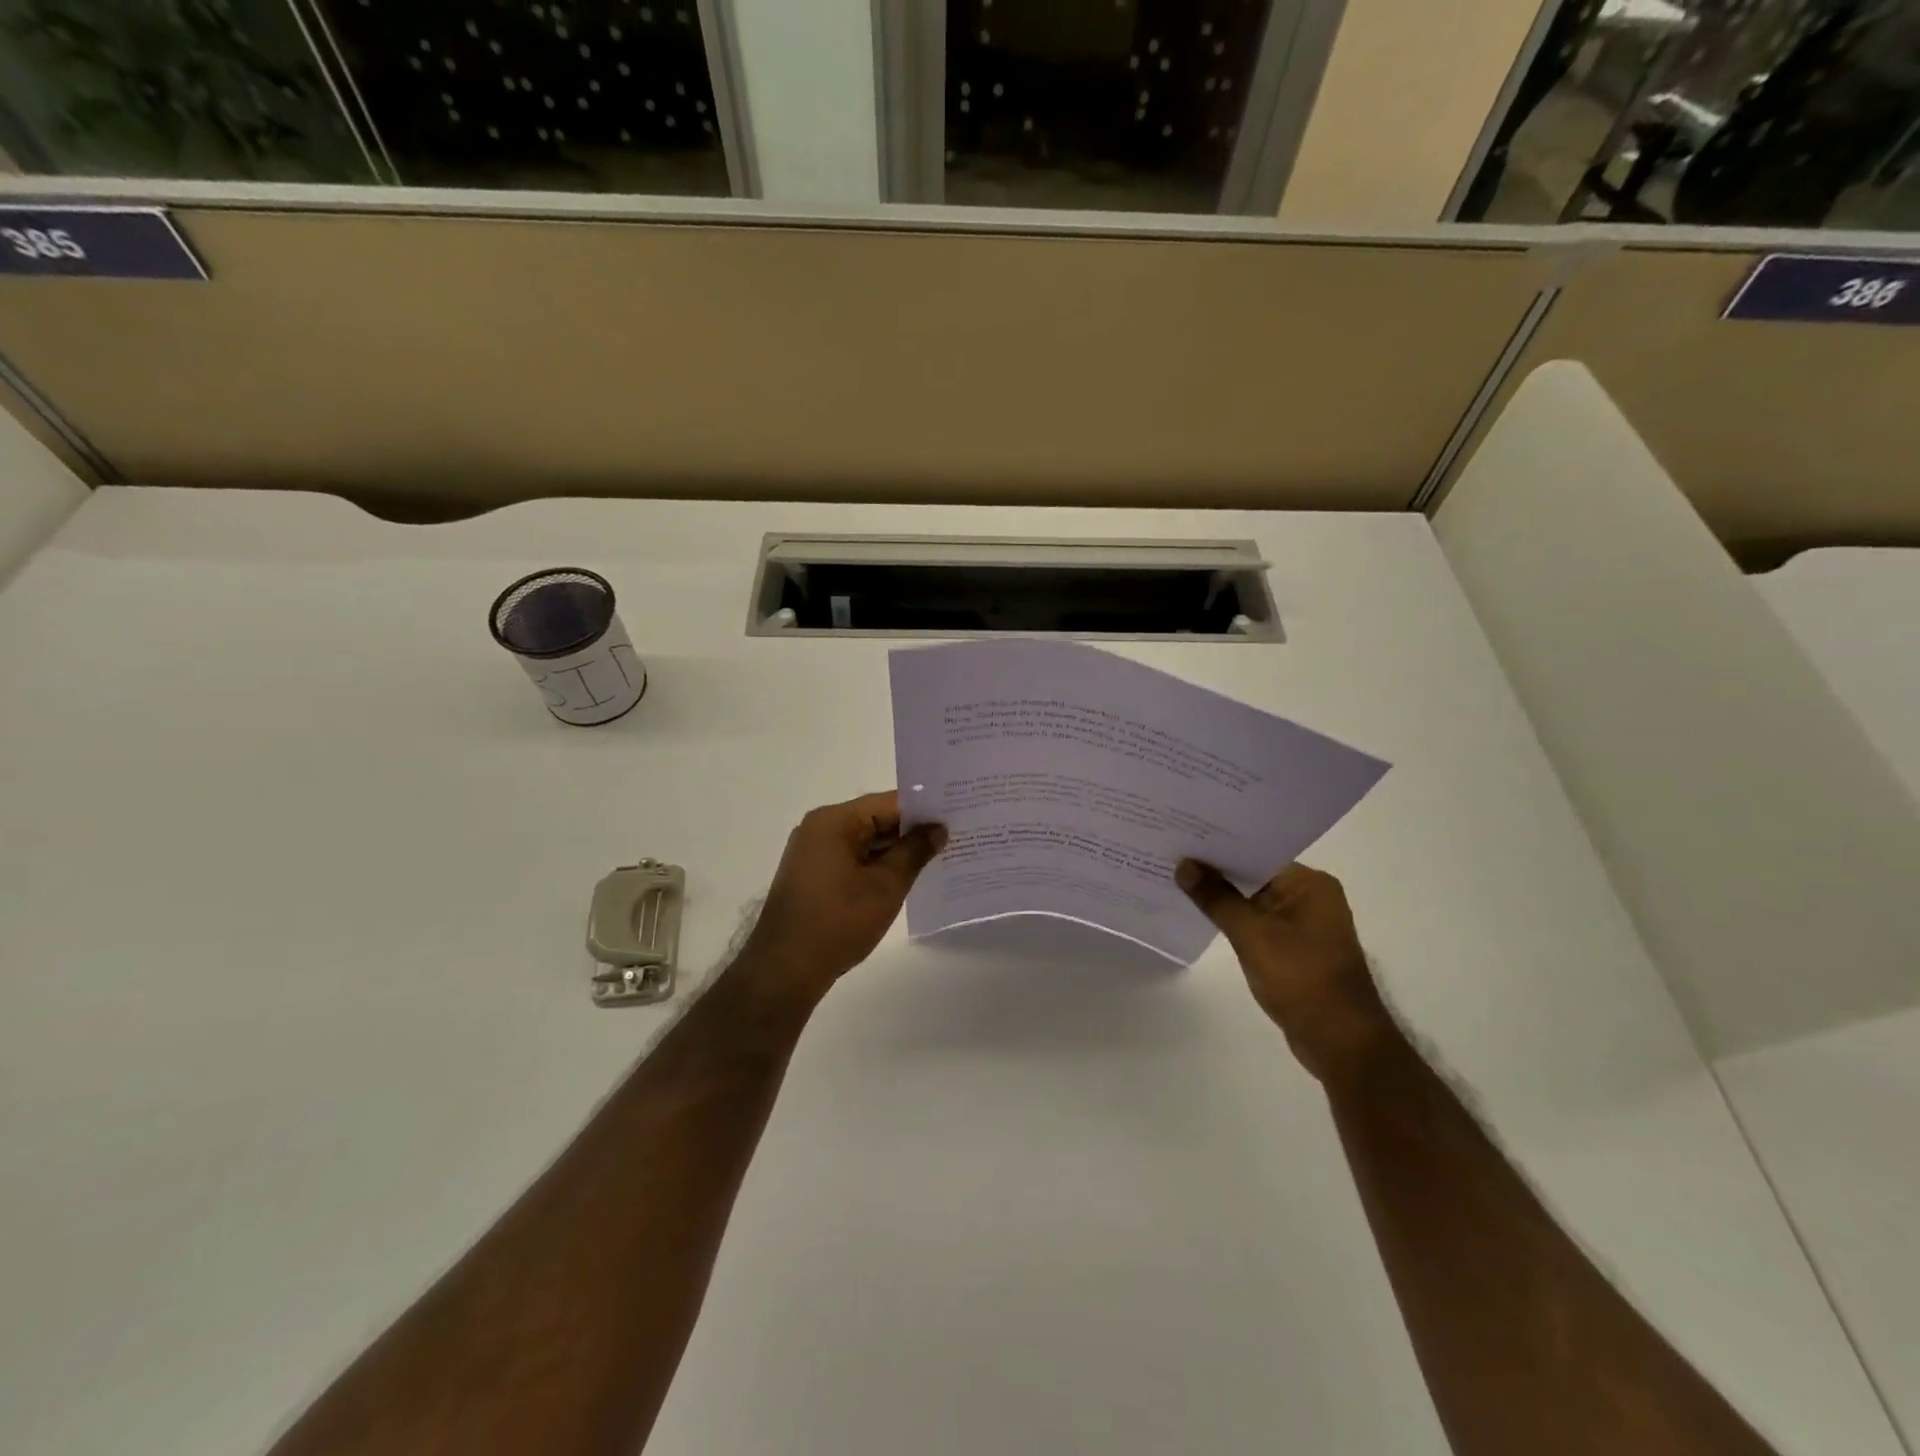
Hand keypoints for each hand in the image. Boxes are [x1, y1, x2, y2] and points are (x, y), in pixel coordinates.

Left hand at [736, 791, 945, 1009]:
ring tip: (939, 858)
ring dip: (896, 852)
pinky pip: (853, 860)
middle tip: (955, 837)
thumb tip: (938, 829)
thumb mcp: (885, 886)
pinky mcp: (813, 876)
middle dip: (913, 832)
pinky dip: (877, 867)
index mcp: (834, 821)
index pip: (889, 803)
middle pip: (876, 820)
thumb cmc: (837, 922)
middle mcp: (820, 829)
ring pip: (865, 842)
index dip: (924, 810)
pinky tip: (905, 879)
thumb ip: (914, 852)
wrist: (784, 970)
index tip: (957, 817)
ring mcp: (813, 853)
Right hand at [1176, 860, 1396, 1083]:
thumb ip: (1216, 897)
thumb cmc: (1301, 978)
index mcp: (1310, 884)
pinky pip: (1257, 924)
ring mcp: (1304, 926)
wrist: (1340, 1042)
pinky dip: (1233, 921)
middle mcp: (1311, 898)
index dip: (1219, 847)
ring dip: (1222, 898)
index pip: (1258, 853)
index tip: (1183, 839)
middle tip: (1172, 857)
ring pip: (1253, 901)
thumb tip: (1183, 865)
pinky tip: (1201, 916)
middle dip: (1216, 872)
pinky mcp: (1295, 950)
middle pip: (1254, 876)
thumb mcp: (1252, 934)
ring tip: (1177, 881)